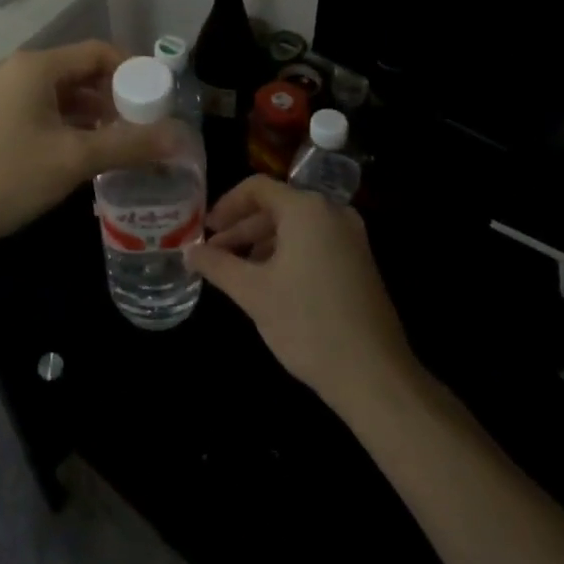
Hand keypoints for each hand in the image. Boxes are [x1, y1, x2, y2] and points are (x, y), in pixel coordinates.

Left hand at [0, 41, 172, 252]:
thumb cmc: (8, 176)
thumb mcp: (74, 160)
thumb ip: (129, 144)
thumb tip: (180, 137)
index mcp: (37, 67)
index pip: (99, 52)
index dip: (133, 71)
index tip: (157, 100)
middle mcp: (18, 70)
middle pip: (80, 71)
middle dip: (114, 95)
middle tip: (141, 125)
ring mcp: (1, 93)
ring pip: (61, 92)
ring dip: (92, 112)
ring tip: (118, 141)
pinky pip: (41, 107)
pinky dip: (68, 122)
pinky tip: (82, 150)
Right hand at [189, 177, 416, 409]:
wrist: (374, 375)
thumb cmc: (307, 324)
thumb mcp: (253, 292)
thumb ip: (217, 265)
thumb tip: (188, 252)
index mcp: (306, 209)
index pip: (257, 187)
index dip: (226, 205)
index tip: (205, 230)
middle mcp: (332, 212)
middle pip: (277, 206)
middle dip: (242, 228)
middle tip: (214, 253)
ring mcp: (351, 237)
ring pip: (296, 226)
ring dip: (262, 243)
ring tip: (237, 271)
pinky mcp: (360, 261)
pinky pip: (315, 242)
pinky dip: (287, 253)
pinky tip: (270, 282)